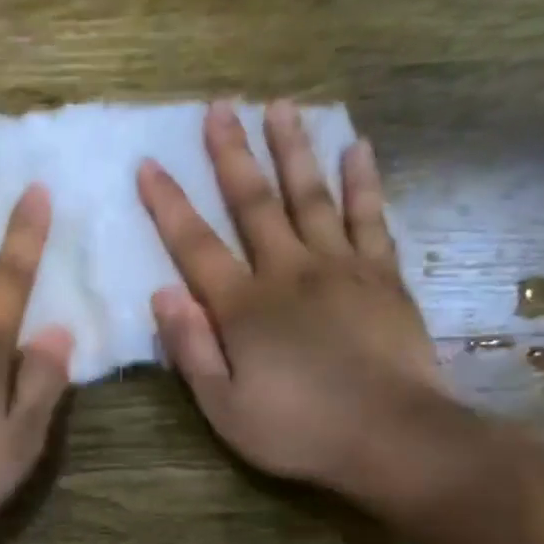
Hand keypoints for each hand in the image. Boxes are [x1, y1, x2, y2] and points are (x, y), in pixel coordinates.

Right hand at [139, 102, 448, 502]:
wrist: (394, 437)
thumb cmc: (299, 429)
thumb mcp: (224, 408)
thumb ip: (191, 350)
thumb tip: (162, 294)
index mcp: (244, 307)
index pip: (196, 245)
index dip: (169, 204)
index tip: (149, 163)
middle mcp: (289, 272)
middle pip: (254, 203)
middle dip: (232, 154)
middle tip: (219, 107)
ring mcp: (341, 268)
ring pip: (312, 196)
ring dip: (293, 149)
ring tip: (281, 106)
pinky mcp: (383, 276)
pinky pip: (371, 218)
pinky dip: (363, 182)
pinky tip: (358, 148)